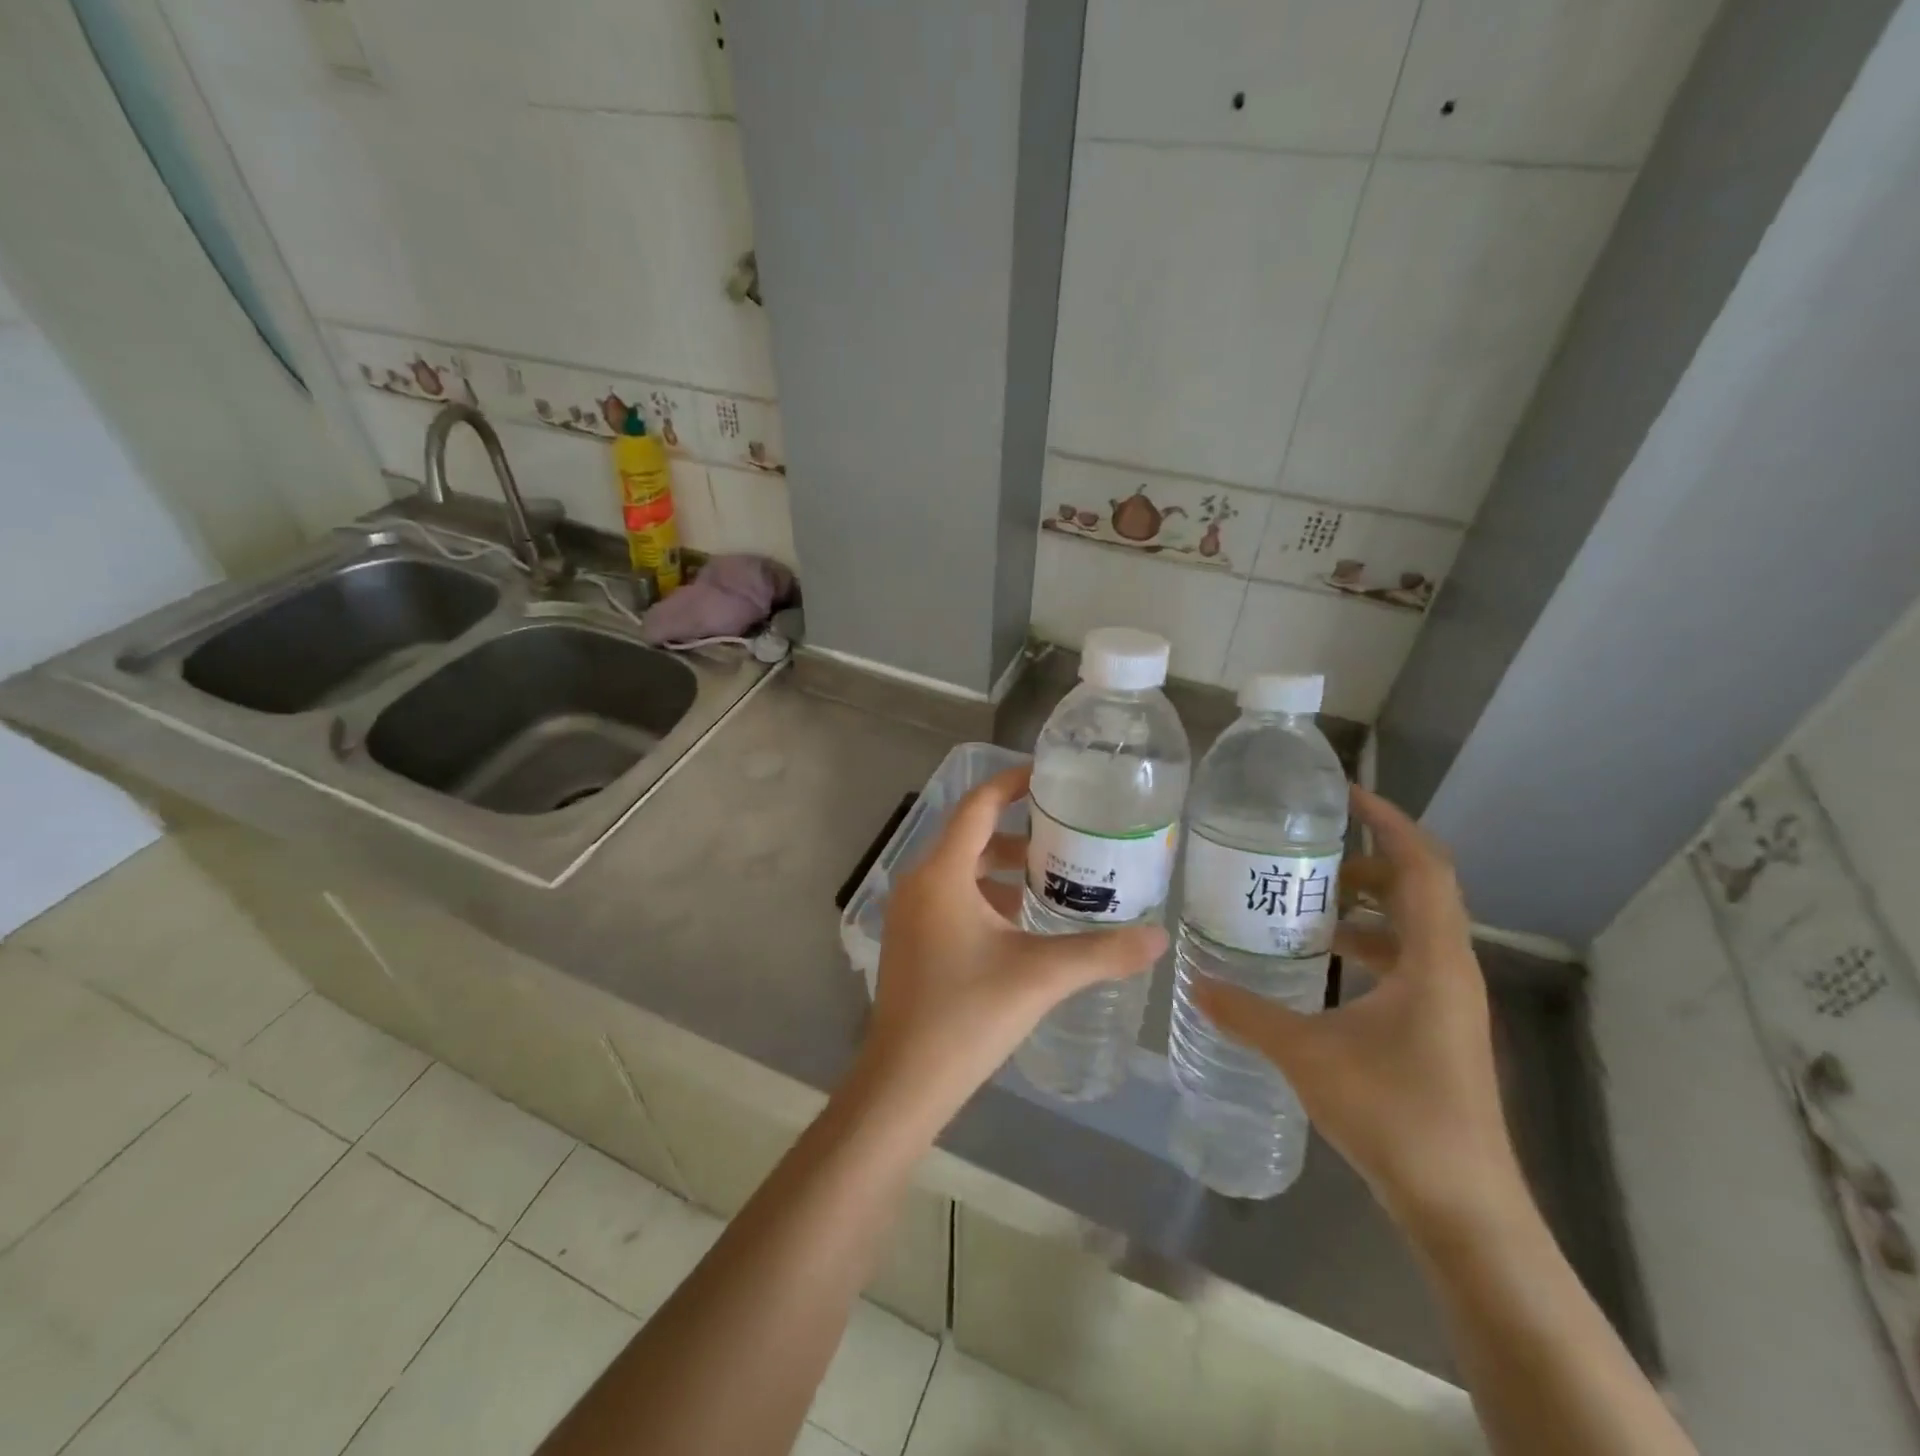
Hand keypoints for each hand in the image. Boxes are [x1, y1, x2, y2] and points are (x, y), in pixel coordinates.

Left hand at [857, 765, 1166, 1124]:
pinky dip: (986, 896)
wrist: (903, 1082)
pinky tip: (1021, 923)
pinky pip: (951, 898)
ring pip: (961, 870)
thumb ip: (1102, 953)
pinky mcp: (911, 939)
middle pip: (971, 837)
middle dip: (1019, 833)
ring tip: (1054, 878)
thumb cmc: (967, 1016)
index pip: (978, 806)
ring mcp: (910, 913)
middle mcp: (919, 882)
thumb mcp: (1040, 976)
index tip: (1052, 777)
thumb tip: (1160, 937)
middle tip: (1069, 835)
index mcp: (942, 873)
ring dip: (1003, 868)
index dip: (1013, 783)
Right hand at [1192, 786, 1523, 1228]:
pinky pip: (1405, 960)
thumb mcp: (1307, 1055)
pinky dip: (1367, 944)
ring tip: (1306, 899)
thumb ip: (1247, 1013)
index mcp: (1432, 960)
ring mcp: (1448, 1000)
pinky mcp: (1438, 1026)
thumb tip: (1194, 981)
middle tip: (1306, 851)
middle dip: (1366, 860)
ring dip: (1366, 904)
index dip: (1388, 821)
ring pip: (1412, 926)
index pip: (1422, 865)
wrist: (1463, 1207)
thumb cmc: (1395, 1116)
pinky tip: (1322, 961)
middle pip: (1419, 888)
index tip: (1342, 793)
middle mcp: (1449, 969)